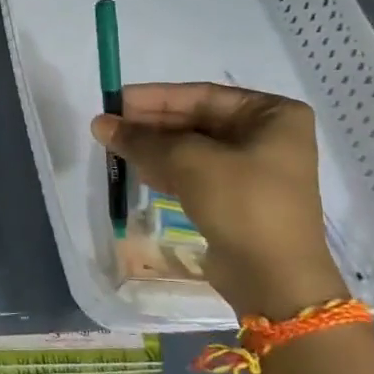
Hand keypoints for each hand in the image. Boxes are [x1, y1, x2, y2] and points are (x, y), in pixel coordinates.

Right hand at [91, 82, 346, 321]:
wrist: (274, 278)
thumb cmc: (241, 203)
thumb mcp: (188, 162)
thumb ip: (142, 139)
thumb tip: (100, 123)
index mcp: (273, 114)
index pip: (202, 95)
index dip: (155, 98)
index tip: (115, 102)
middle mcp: (268, 136)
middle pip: (197, 120)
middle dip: (150, 125)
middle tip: (108, 126)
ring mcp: (254, 169)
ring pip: (192, 147)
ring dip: (153, 147)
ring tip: (113, 146)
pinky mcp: (238, 198)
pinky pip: (196, 172)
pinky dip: (166, 168)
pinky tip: (136, 169)